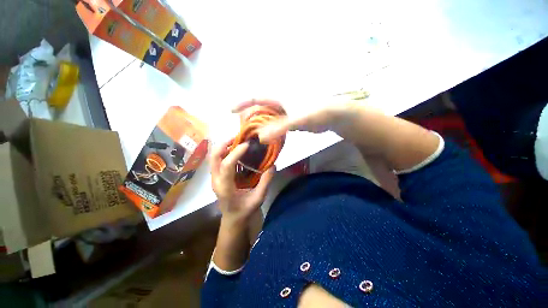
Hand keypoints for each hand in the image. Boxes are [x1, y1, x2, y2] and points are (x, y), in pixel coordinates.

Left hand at [211, 139, 275, 226]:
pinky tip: (237, 150)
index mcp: (225, 188)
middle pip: (214, 157)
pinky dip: (226, 152)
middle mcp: (216, 180)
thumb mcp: (258, 198)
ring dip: (225, 146)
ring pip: (214, 157)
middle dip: (225, 144)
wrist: (233, 220)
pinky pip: (218, 160)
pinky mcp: (217, 176)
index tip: (247, 144)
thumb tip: (273, 165)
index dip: (236, 152)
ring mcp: (215, 178)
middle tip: (239, 137)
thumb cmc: (245, 211)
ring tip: (239, 141)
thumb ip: (266, 182)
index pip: (226, 165)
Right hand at [232, 98, 354, 142]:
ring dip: (259, 127)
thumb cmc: (317, 111)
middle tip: (243, 132)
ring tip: (252, 137)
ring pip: (267, 119)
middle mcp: (279, 104)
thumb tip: (260, 138)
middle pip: (259, 110)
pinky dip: (270, 131)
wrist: (334, 115)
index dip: (242, 103)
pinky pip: (276, 126)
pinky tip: (267, 139)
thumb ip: (280, 128)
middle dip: (250, 119)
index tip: (230, 111)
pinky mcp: (290, 121)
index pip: (256, 97)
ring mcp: (285, 113)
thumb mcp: (298, 119)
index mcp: (279, 98)